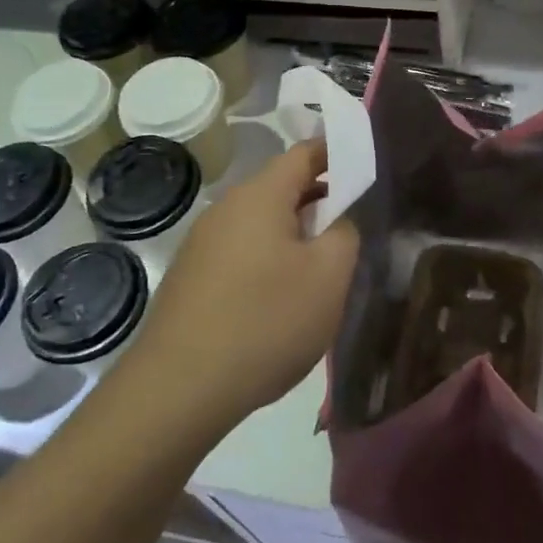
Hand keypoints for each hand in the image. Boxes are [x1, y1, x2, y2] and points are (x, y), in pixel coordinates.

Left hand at [128, 140, 358, 430]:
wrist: (178, 388)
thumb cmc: (265, 321)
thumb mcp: (328, 277)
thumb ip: (345, 234)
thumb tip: (337, 220)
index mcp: (259, 196)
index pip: (304, 153)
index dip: (336, 154)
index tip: (364, 168)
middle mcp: (225, 208)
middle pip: (281, 188)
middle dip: (319, 200)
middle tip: (352, 226)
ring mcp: (201, 243)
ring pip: (260, 223)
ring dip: (293, 234)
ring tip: (321, 267)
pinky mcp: (190, 277)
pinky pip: (240, 251)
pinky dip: (268, 260)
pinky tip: (279, 298)